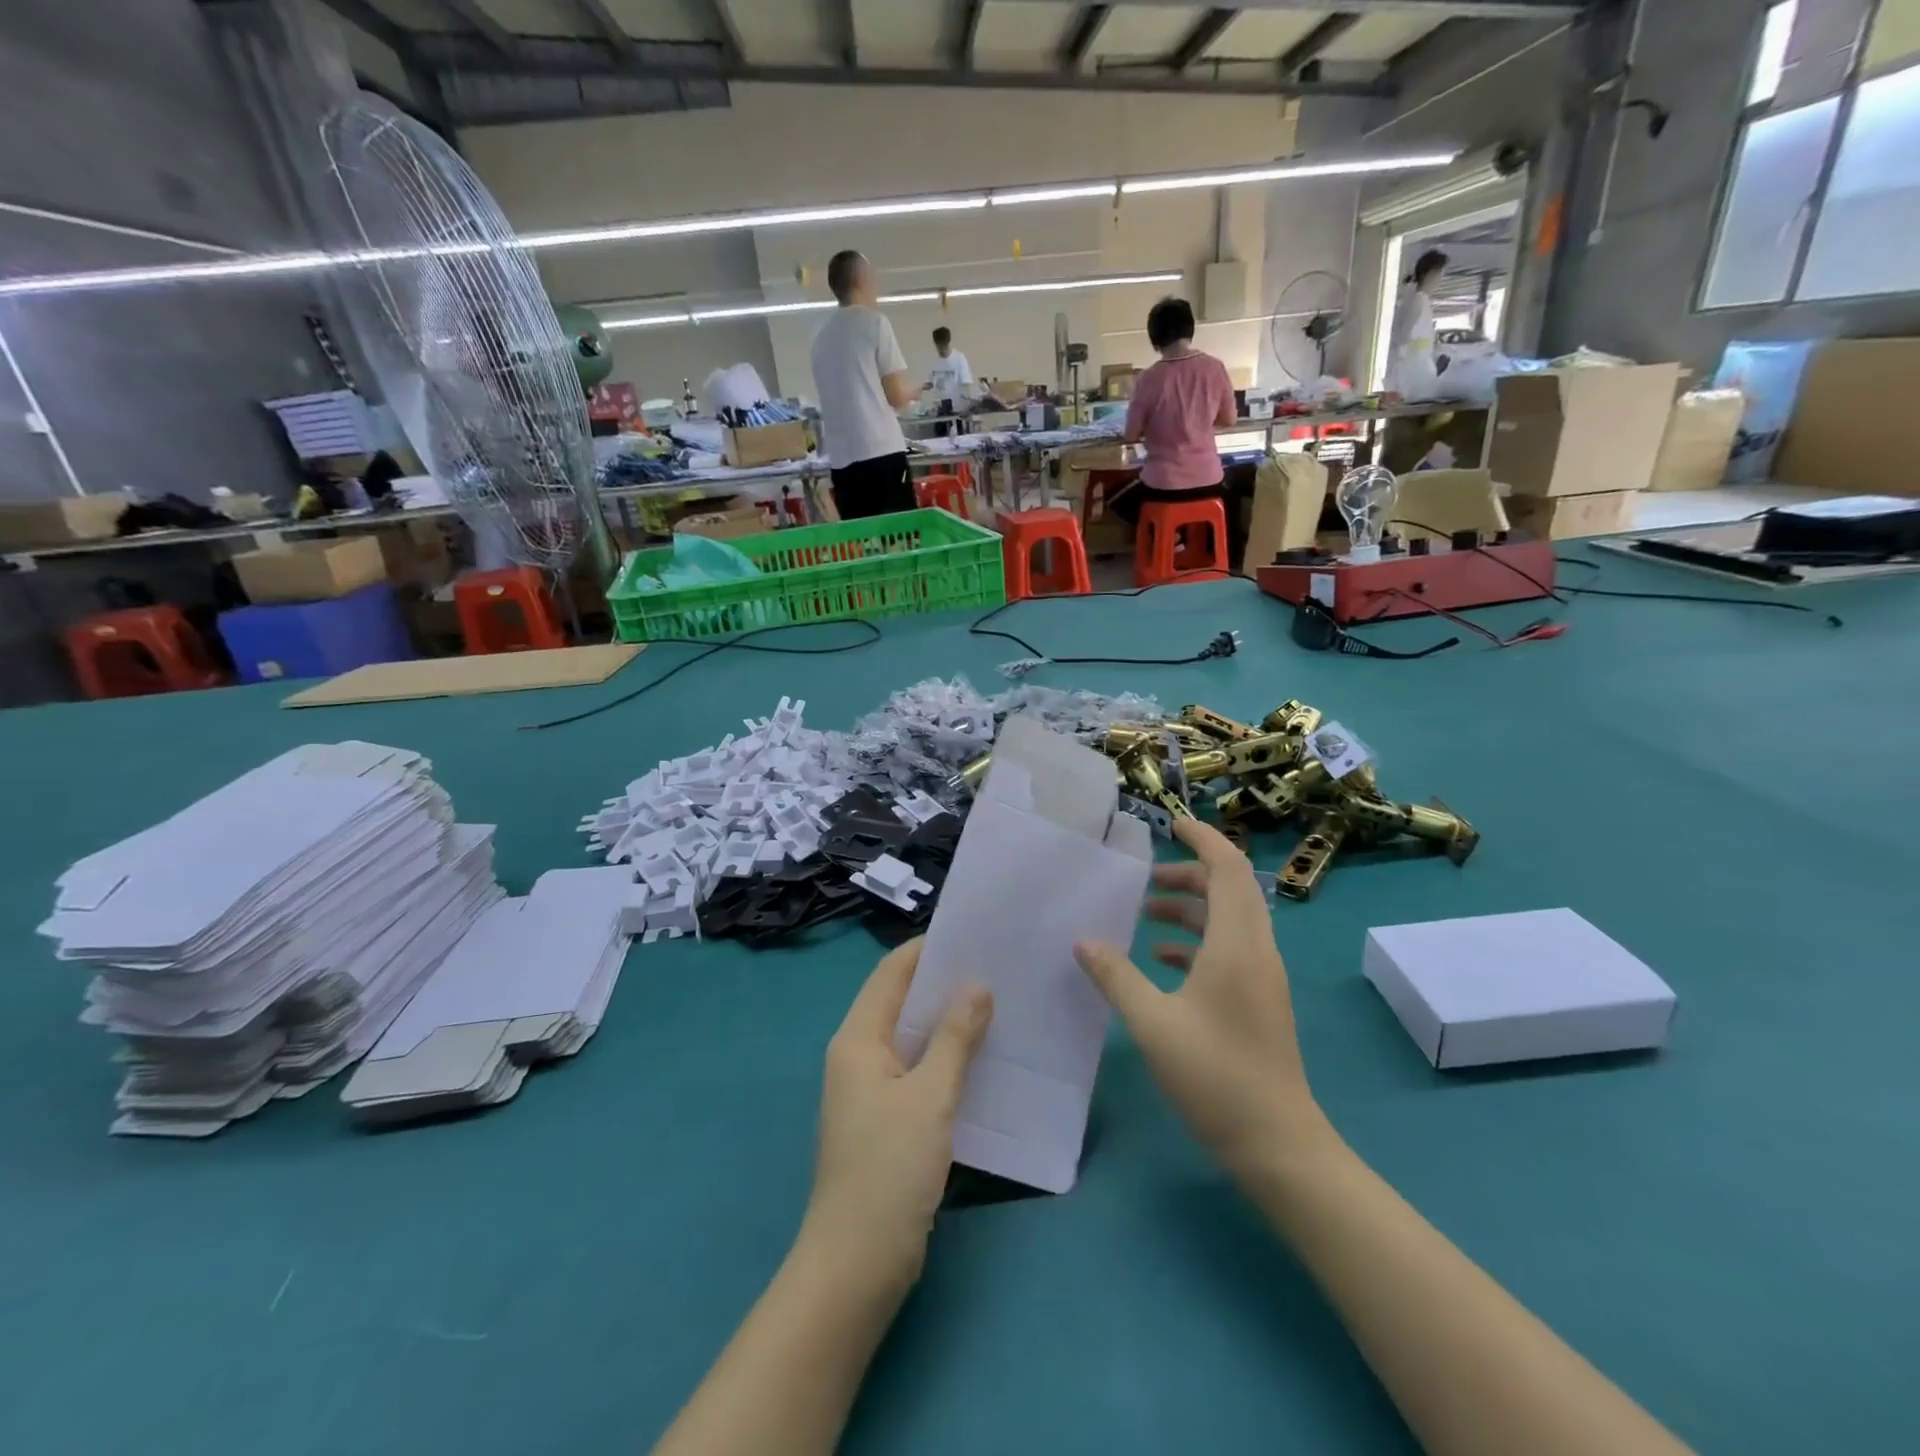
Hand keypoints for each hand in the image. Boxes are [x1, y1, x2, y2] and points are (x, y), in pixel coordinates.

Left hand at [804, 939, 992, 1285]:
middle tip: (994, 966)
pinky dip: (945, 1056)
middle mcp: (858, 1055)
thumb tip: (976, 985)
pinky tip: (982, 1057)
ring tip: (997, 1002)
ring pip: (911, 1037)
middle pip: (900, 1001)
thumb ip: (954, 1039)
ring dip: (947, 1021)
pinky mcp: (886, 1119)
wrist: (857, 1263)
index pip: (891, 973)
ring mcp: (870, 1089)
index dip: (926, 949)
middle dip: (942, 983)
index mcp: (857, 1039)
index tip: (972, 935)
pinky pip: (917, 1070)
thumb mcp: (929, 1097)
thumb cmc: (888, 1169)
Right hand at [1075, 820, 1324, 1174]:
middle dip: (1190, 873)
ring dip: (1192, 907)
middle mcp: (1257, 951)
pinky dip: (1197, 941)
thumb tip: (1083, 940)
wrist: (1279, 1145)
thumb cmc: (1216, 1076)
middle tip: (1147, 876)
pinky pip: (1229, 950)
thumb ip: (1116, 976)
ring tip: (1147, 913)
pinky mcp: (1258, 1000)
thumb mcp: (1153, 1023)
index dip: (1203, 839)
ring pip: (1229, 920)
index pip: (1228, 869)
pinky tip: (1162, 960)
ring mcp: (1262, 977)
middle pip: (1231, 889)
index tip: (1171, 824)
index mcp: (1237, 944)